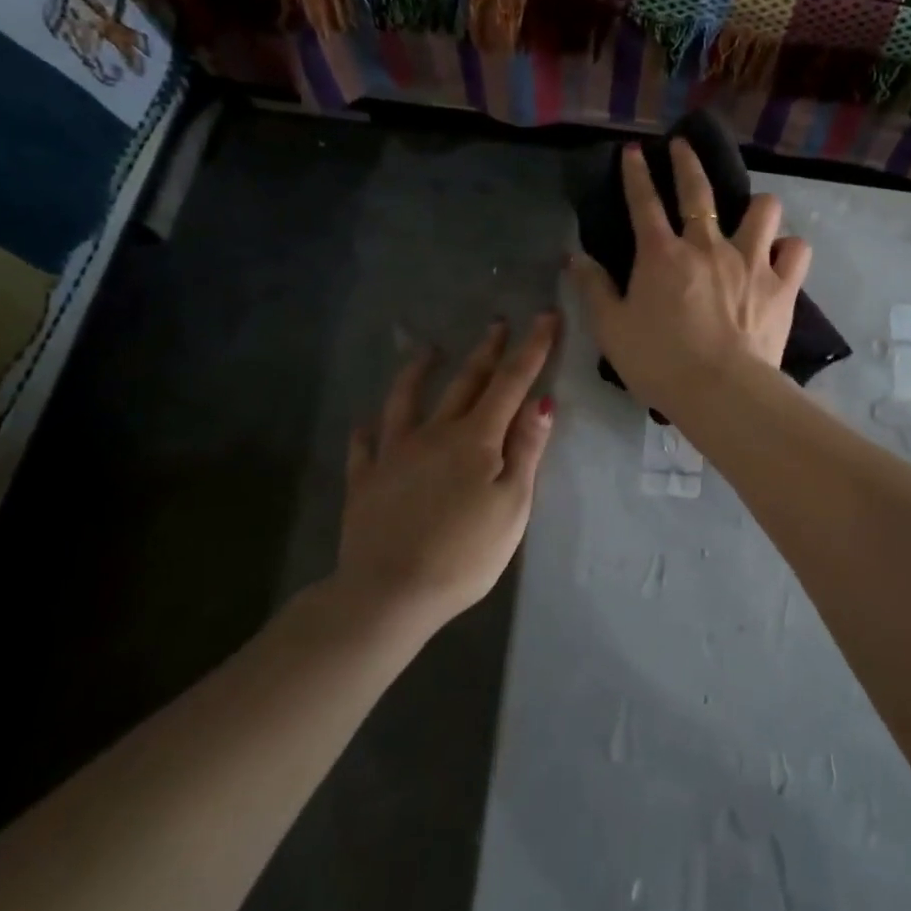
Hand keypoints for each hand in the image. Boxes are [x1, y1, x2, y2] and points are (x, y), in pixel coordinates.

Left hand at [336, 314, 558, 627]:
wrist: (388, 593)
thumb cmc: (464, 554)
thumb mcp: (512, 505)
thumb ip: (526, 451)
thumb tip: (542, 402)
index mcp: (476, 439)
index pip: (511, 382)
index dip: (532, 348)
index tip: (546, 317)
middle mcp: (435, 433)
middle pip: (465, 382)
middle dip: (487, 350)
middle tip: (498, 323)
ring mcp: (394, 454)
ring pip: (407, 400)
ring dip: (419, 371)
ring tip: (428, 350)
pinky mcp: (366, 480)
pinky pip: (364, 446)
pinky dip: (368, 430)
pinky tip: (366, 423)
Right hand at [569, 140, 811, 420]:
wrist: (721, 391)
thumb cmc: (659, 362)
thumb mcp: (611, 329)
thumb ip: (593, 288)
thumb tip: (573, 256)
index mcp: (662, 255)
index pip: (644, 202)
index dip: (636, 173)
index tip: (635, 151)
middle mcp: (708, 246)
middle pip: (699, 190)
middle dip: (688, 161)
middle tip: (684, 145)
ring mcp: (750, 261)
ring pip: (763, 209)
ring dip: (756, 205)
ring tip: (752, 213)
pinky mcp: (782, 285)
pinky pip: (796, 250)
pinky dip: (788, 249)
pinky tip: (781, 256)